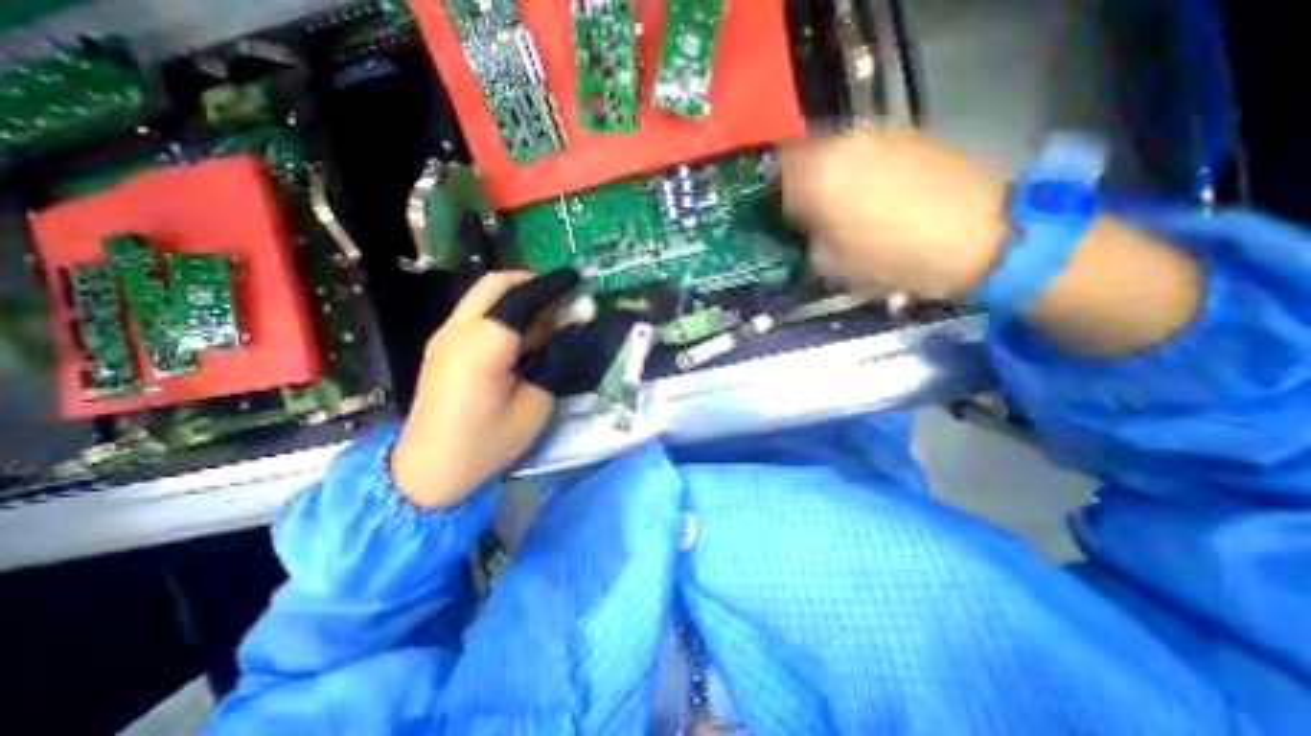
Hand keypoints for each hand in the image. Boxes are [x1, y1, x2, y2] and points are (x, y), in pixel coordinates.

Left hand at [386, 274, 554, 508]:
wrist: (427, 470)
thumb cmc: (487, 443)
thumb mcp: (535, 406)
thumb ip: (555, 362)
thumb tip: (570, 331)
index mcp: (484, 345)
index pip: (522, 297)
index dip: (553, 286)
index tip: (578, 282)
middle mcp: (458, 330)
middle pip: (496, 284)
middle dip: (532, 283)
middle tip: (561, 299)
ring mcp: (445, 336)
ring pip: (485, 296)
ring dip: (518, 297)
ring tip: (548, 317)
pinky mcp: (442, 346)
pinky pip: (477, 313)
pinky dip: (504, 312)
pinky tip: (523, 335)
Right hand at [777, 125, 1012, 299]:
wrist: (982, 236)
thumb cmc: (898, 260)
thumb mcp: (836, 266)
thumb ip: (808, 244)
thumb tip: (802, 233)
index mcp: (819, 182)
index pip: (774, 181)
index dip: (769, 200)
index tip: (773, 217)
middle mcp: (841, 148)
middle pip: (798, 156)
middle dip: (792, 182)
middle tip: (797, 208)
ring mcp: (874, 136)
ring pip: (828, 149)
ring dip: (820, 172)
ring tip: (830, 200)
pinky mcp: (903, 135)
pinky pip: (858, 147)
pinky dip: (848, 166)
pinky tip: (862, 189)